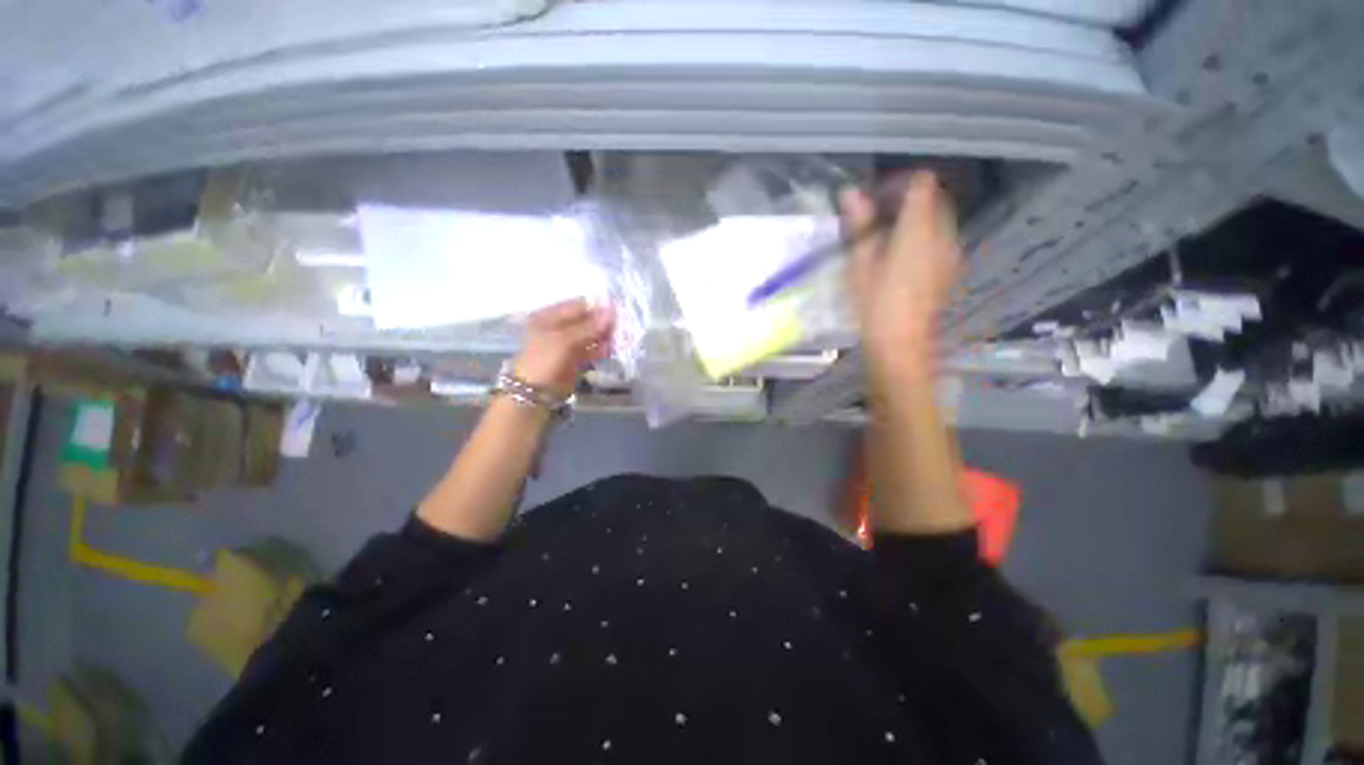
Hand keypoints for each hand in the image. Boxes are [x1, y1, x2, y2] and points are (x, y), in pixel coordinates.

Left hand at [513, 299, 615, 398]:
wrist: (535, 393)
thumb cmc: (545, 360)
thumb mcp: (566, 340)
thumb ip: (590, 326)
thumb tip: (612, 312)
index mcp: (550, 317)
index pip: (578, 306)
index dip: (598, 308)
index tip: (618, 311)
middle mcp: (558, 328)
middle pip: (586, 321)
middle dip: (603, 323)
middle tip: (623, 326)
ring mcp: (567, 345)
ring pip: (591, 336)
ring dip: (605, 337)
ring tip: (621, 339)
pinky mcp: (575, 360)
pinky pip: (592, 351)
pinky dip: (602, 350)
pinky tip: (612, 350)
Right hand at [843, 172, 961, 385]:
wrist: (901, 344)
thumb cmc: (875, 304)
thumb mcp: (860, 263)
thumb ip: (859, 225)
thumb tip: (850, 193)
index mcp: (919, 229)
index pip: (921, 183)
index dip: (897, 185)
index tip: (874, 202)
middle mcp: (943, 234)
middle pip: (933, 198)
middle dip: (905, 202)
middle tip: (875, 222)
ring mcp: (950, 252)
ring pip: (938, 218)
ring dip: (914, 220)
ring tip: (885, 241)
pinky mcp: (950, 269)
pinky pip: (940, 238)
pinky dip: (922, 237)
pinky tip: (900, 260)